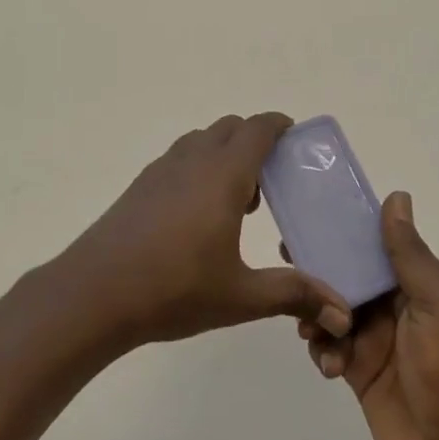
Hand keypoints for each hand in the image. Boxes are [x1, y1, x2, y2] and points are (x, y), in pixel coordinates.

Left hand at [56, 113, 353, 353]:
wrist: (95, 293)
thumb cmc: (174, 288)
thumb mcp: (241, 296)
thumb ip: (293, 295)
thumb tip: (342, 314)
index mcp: (223, 174)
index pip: (257, 128)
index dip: (279, 125)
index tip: (295, 136)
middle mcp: (193, 159)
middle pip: (230, 128)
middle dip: (254, 141)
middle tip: (270, 181)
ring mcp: (162, 169)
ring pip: (201, 141)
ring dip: (224, 154)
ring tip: (234, 202)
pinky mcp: (140, 185)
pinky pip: (179, 158)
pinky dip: (198, 168)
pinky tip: (196, 216)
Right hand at [300, 192, 438, 439]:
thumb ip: (409, 256)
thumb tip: (397, 196)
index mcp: (428, 288)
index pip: (384, 247)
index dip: (352, 231)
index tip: (315, 215)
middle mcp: (404, 310)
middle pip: (355, 275)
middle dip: (324, 267)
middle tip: (288, 257)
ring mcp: (383, 344)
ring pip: (337, 309)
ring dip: (319, 311)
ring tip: (309, 326)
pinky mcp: (363, 375)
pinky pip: (333, 347)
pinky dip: (324, 348)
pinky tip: (327, 363)